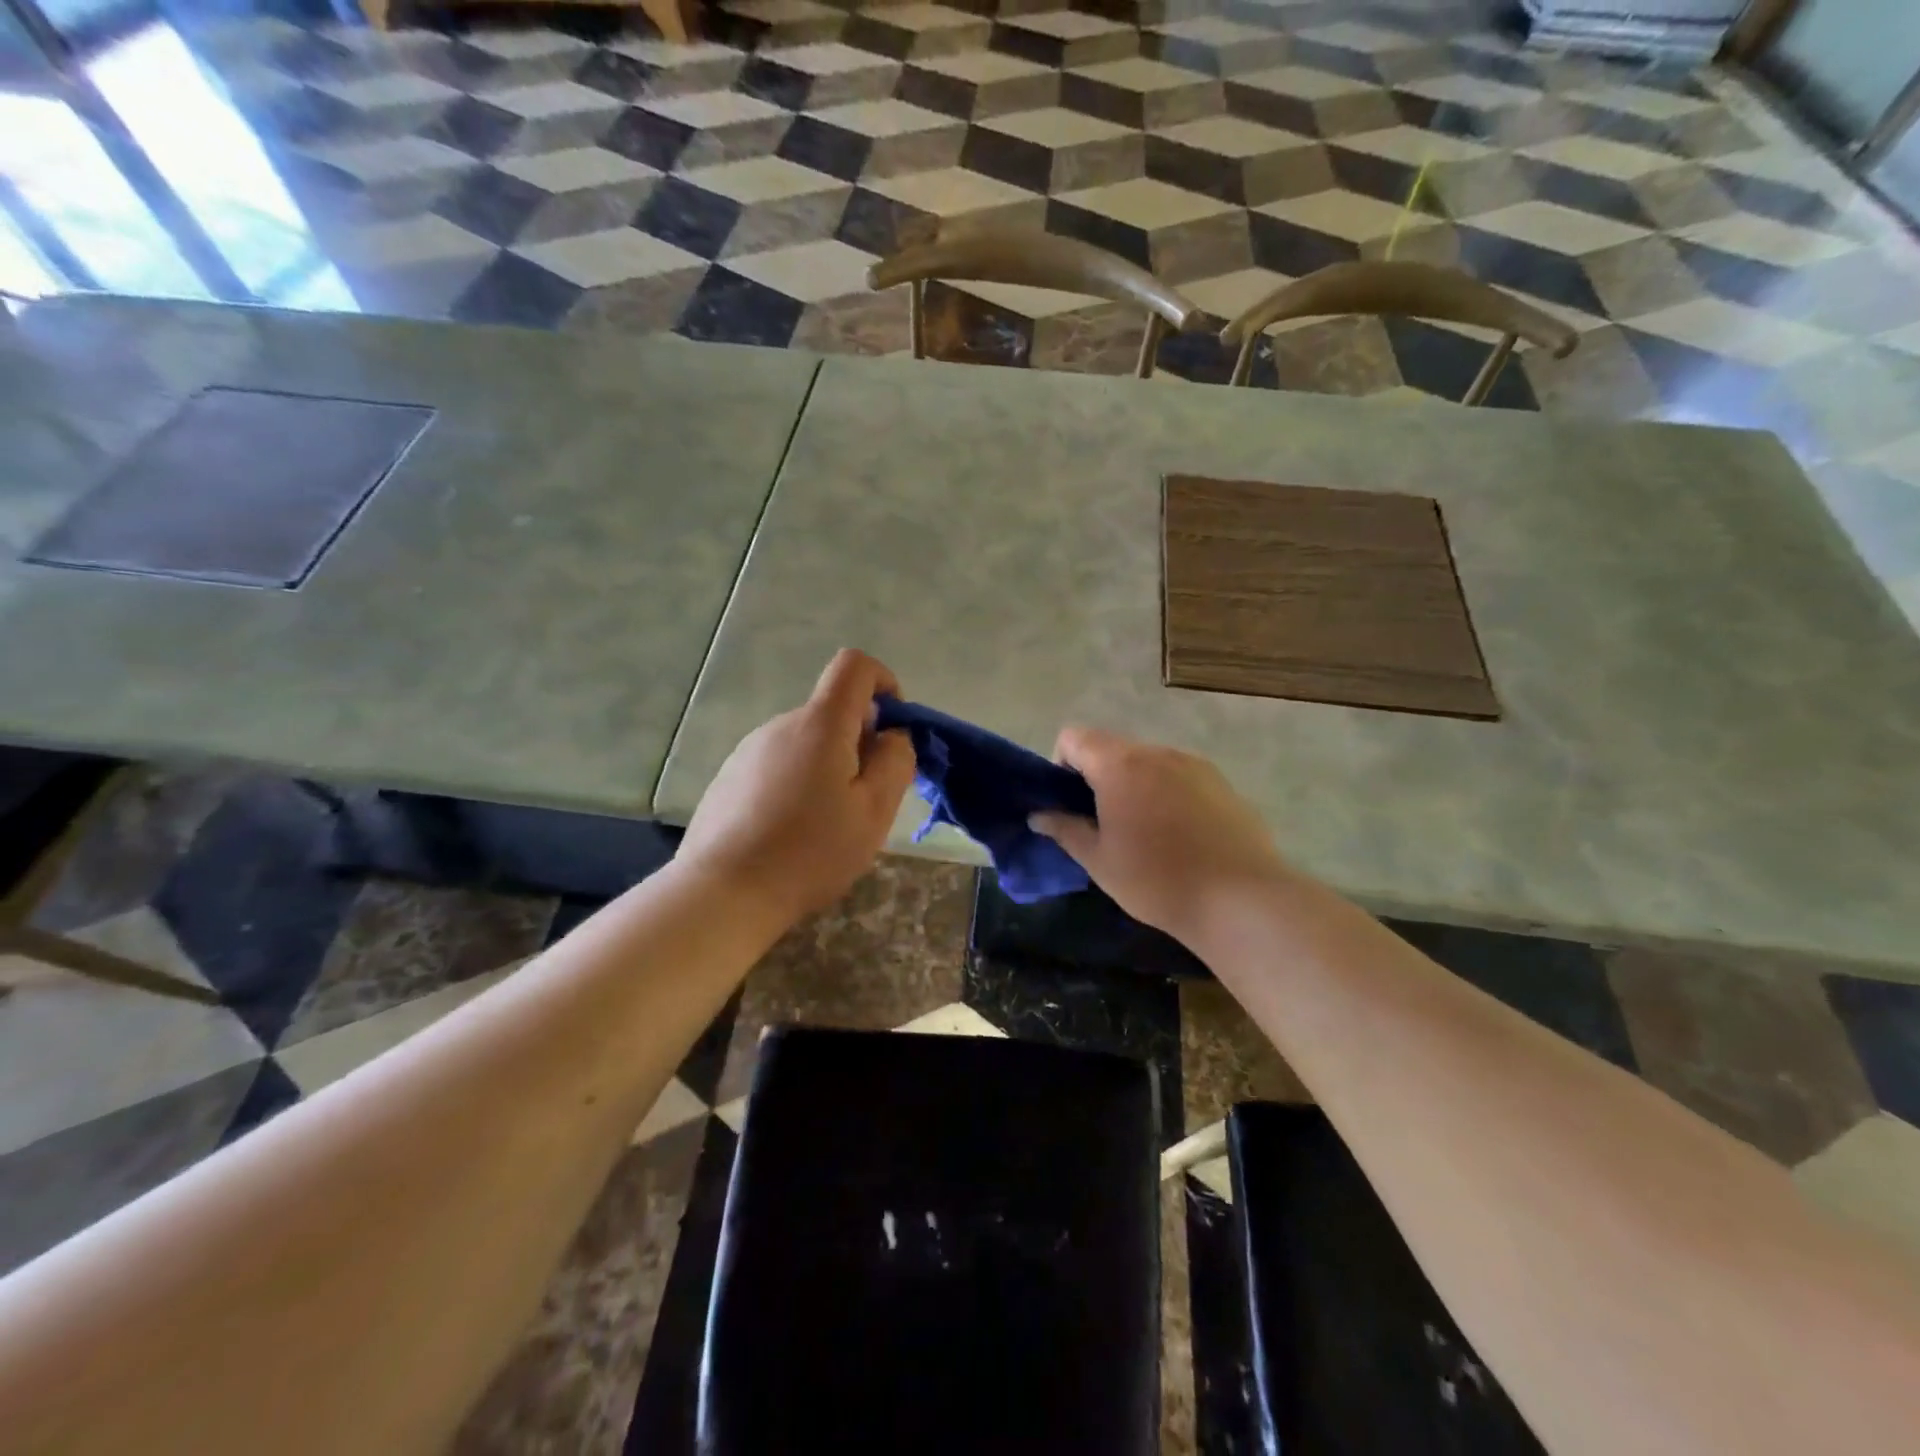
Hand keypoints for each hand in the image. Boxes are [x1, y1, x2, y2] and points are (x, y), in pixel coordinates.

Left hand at [680, 649, 916, 923]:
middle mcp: (781, 725)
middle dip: (860, 743)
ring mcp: (749, 750)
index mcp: (820, 724)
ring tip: (827, 825)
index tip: (892, 730)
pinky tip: (790, 833)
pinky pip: (778, 765)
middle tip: (866, 801)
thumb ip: (895, 761)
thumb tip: (892, 734)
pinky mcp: (729, 777)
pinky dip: (797, 784)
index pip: (854, 666)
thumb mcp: (874, 812)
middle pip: (832, 712)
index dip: (883, 682)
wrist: (723, 893)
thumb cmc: (810, 852)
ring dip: (828, 768)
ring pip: (806, 743)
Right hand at [1029, 727, 1289, 943]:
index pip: (1074, 737)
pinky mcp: (1221, 782)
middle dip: (1098, 777)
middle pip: (1112, 748)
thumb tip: (1038, 815)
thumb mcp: (1099, 860)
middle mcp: (1157, 752)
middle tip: (1102, 824)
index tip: (1069, 803)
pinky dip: (1166, 794)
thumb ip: (1065, 830)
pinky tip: (1179, 836)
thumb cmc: (1156, 880)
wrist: (1240, 898)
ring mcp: (1194, 764)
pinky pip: (1179, 776)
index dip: (1061, 764)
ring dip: (1134, 785)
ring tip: (1144, 832)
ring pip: (1148, 762)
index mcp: (1120, 765)